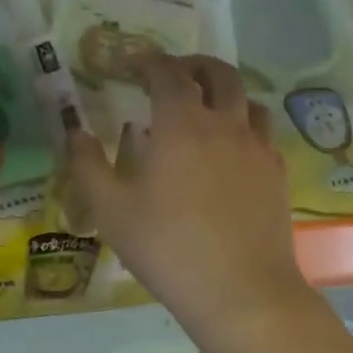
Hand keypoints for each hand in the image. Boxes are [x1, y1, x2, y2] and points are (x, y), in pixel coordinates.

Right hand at [68, 54, 310, 342]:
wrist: (240, 292)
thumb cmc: (166, 247)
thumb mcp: (110, 209)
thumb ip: (87, 164)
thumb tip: (75, 132)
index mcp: (182, 123)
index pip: (167, 72)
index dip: (148, 61)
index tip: (132, 63)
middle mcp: (225, 124)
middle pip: (218, 73)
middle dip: (193, 65)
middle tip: (172, 74)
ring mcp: (258, 149)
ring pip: (248, 100)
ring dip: (225, 92)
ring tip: (206, 108)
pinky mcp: (277, 175)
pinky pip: (263, 134)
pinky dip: (244, 125)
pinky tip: (232, 150)